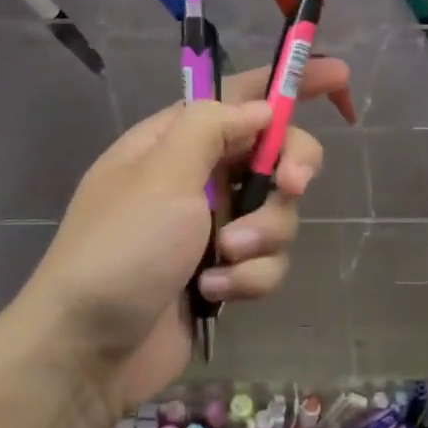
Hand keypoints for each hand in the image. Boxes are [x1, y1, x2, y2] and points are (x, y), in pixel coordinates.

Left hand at [17, 58, 346, 416]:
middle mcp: (198, 178)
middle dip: (289, 171)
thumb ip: (212, 129)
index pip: (240, 96)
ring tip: (221, 260)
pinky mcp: (224, 273)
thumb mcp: (161, 177)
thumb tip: (261, 108)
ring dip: (260, 237)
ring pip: (277, 214)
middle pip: (274, 155)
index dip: (289, 83)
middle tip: (292, 186)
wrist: (88, 351)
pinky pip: (266, 261)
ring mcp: (212, 227)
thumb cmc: (120, 250)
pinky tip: (213, 291)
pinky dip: (248, 277)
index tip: (339, 77)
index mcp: (175, 142)